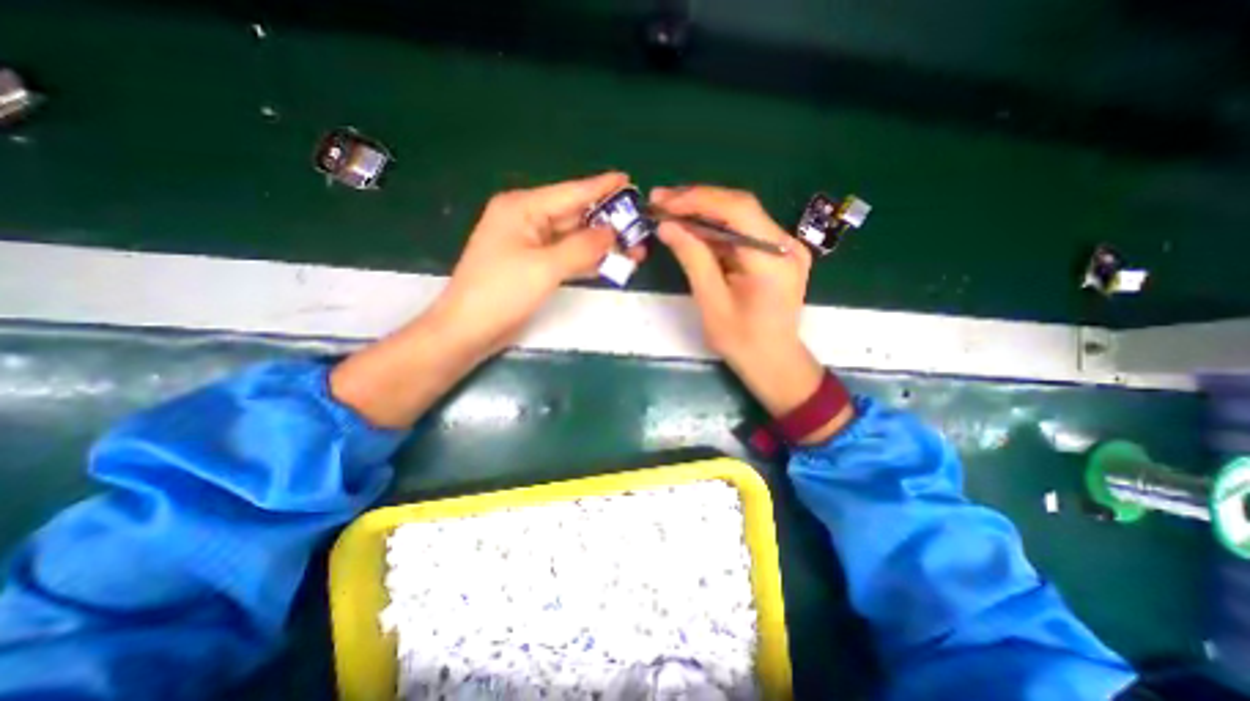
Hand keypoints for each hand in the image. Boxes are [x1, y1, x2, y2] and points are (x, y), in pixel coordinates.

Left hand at [329, 173, 639, 428]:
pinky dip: (588, 261)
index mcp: (523, 208)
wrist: (469, 330)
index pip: (571, 192)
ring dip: (602, 245)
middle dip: (608, 223)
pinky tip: (611, 263)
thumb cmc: (501, 293)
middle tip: (640, 227)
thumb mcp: (545, 267)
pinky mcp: (535, 266)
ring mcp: (531, 245)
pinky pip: (567, 257)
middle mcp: (527, 220)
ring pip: (574, 239)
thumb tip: (613, 232)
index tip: (629, 180)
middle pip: (575, 216)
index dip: (602, 187)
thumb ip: (582, 247)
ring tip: (635, 250)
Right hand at [655, 183, 827, 419]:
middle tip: (660, 201)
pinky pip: (743, 233)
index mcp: (773, 259)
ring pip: (740, 217)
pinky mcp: (776, 254)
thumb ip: (692, 259)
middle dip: (697, 201)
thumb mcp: (711, 302)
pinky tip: (691, 229)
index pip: (737, 210)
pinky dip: (715, 230)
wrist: (774, 363)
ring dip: (703, 213)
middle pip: (739, 207)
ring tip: (669, 211)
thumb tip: (667, 227)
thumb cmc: (742, 342)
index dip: (697, 200)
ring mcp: (784, 248)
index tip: (663, 201)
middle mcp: (786, 245)